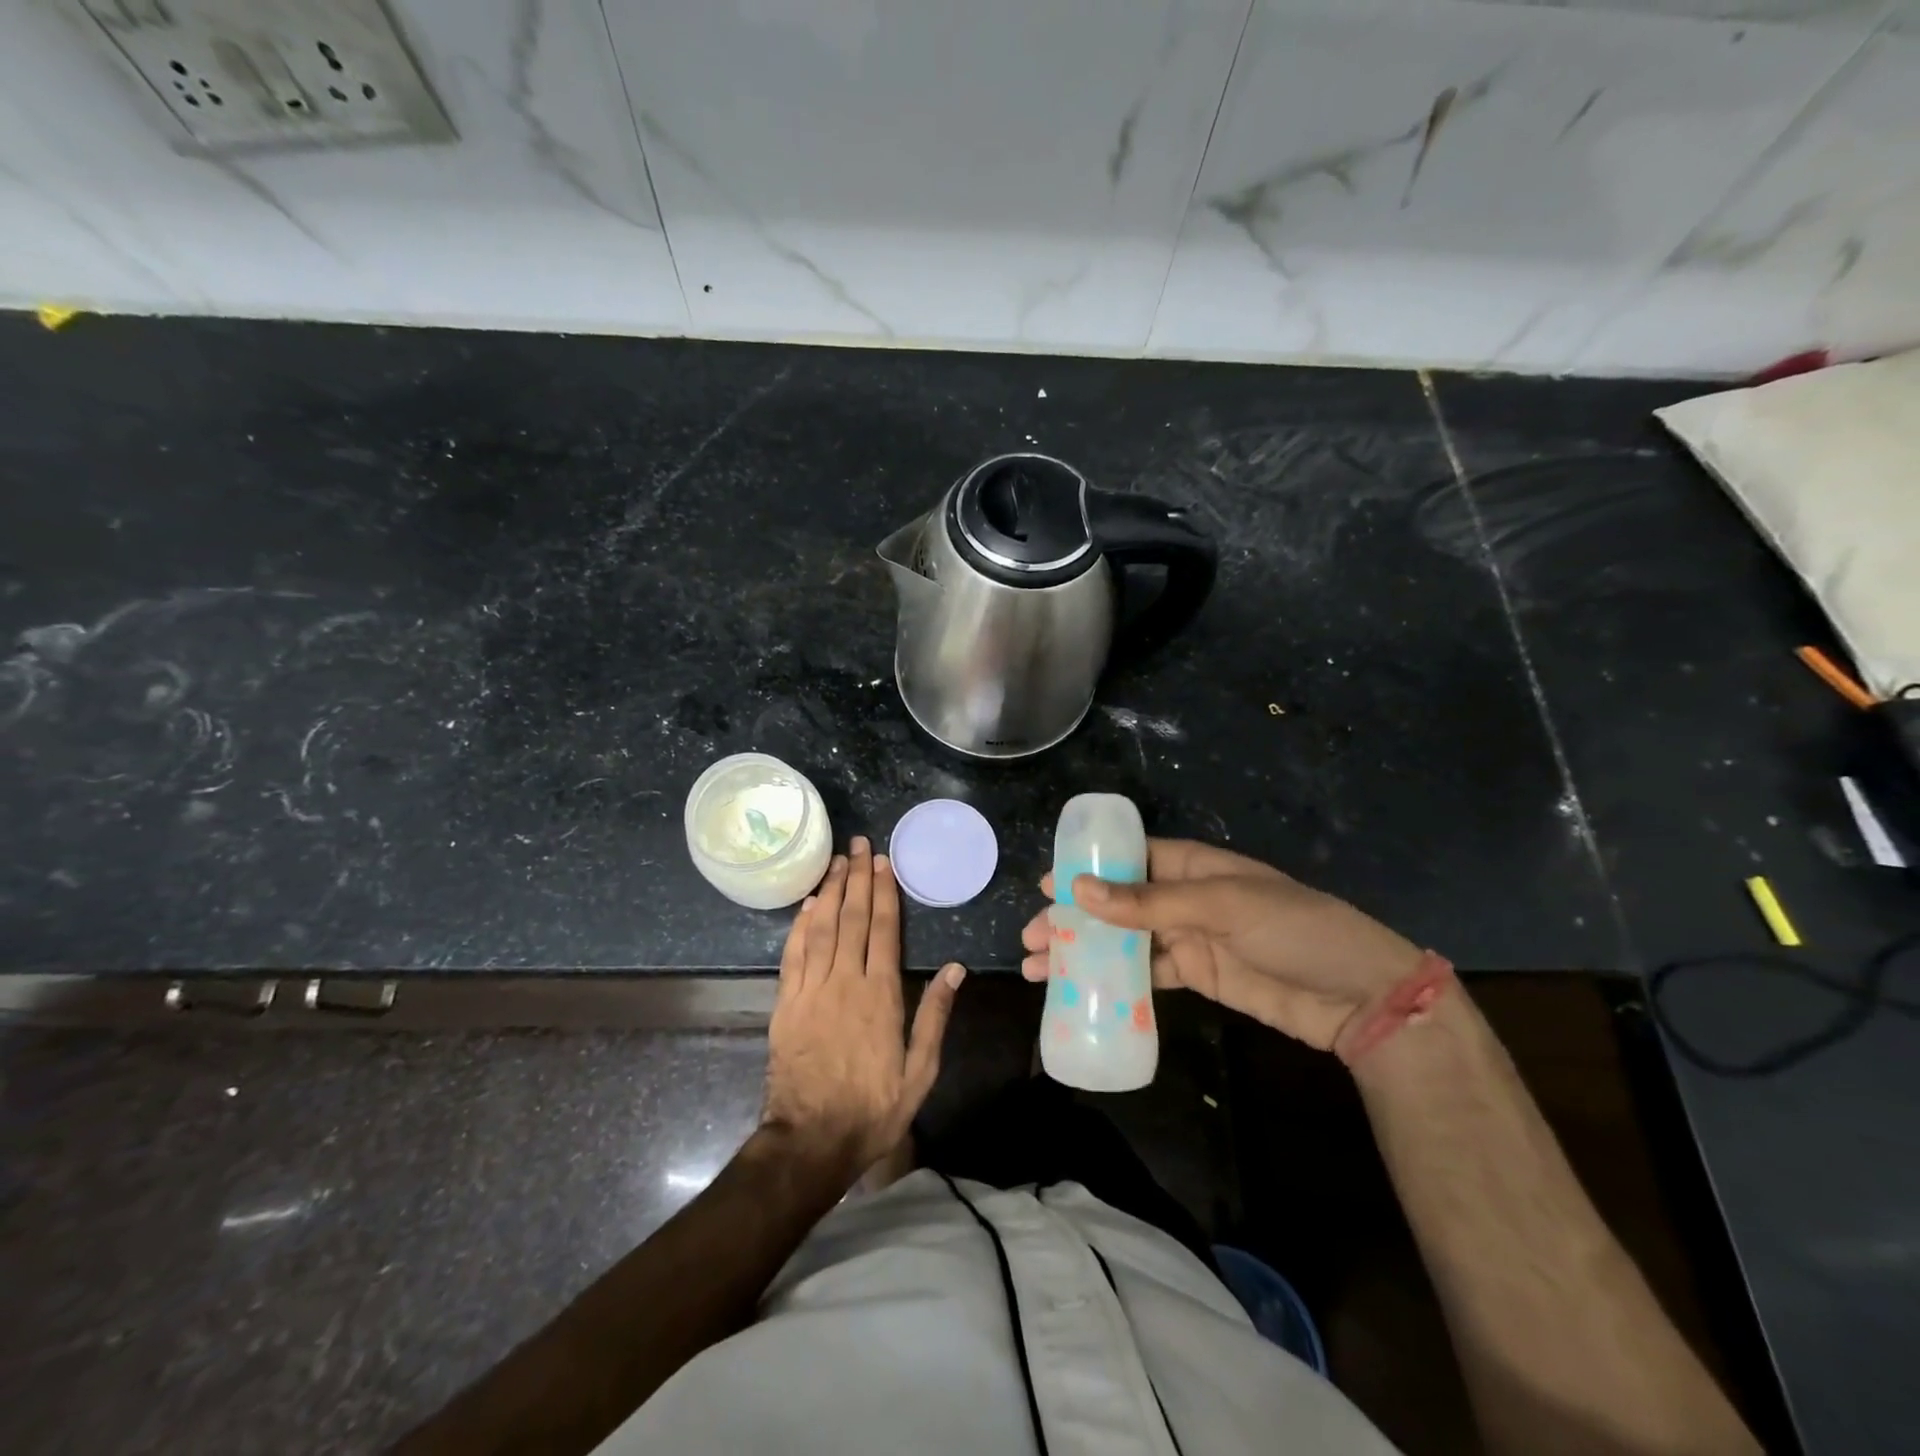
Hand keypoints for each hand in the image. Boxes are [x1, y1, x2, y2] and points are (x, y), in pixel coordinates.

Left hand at [762, 837, 964, 1176]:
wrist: (810, 1141)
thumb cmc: (872, 1109)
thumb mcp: (920, 1071)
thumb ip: (935, 1016)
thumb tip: (955, 969)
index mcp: (880, 995)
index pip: (883, 930)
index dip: (883, 892)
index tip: (883, 863)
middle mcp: (845, 982)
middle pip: (852, 919)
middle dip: (857, 878)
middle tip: (860, 845)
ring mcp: (811, 990)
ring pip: (821, 928)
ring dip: (830, 891)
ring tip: (836, 861)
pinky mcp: (786, 1003)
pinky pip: (793, 954)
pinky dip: (800, 925)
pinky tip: (807, 905)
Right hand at [1020, 838, 1420, 1051]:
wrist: (1360, 997)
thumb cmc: (1295, 930)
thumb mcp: (1223, 906)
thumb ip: (1150, 902)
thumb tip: (1079, 891)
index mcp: (1194, 865)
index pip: (1128, 857)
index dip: (1086, 869)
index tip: (1045, 884)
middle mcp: (1185, 897)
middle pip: (1117, 902)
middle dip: (1073, 917)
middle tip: (1030, 936)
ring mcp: (1190, 938)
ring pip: (1123, 940)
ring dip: (1084, 951)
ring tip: (1040, 968)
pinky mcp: (1197, 976)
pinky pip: (1145, 975)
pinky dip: (1113, 981)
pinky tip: (1082, 991)